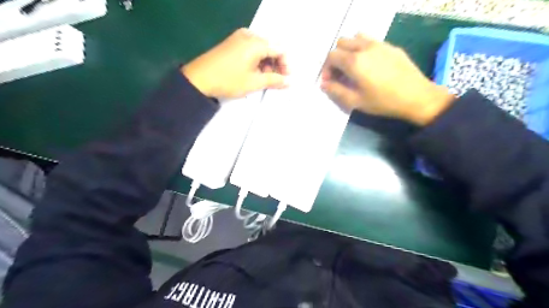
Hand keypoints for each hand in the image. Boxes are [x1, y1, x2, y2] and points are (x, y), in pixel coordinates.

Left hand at [182, 27, 288, 97]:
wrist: (199, 79)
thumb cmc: (229, 80)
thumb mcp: (254, 82)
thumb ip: (274, 80)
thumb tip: (289, 82)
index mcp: (256, 42)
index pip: (280, 49)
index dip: (286, 65)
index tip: (285, 79)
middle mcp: (249, 35)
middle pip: (271, 47)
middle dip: (276, 64)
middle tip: (275, 81)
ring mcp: (239, 37)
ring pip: (261, 49)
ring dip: (266, 63)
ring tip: (263, 79)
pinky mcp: (232, 42)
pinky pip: (251, 49)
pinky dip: (256, 60)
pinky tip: (253, 72)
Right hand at [321, 34, 452, 124]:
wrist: (416, 97)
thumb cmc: (383, 102)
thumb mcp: (356, 101)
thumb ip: (336, 91)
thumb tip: (323, 84)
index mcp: (354, 61)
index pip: (331, 56)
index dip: (326, 69)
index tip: (330, 81)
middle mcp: (365, 47)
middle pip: (341, 43)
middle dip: (336, 57)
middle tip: (339, 74)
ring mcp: (379, 44)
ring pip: (356, 37)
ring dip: (349, 49)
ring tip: (353, 66)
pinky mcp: (391, 46)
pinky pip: (371, 41)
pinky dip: (363, 48)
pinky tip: (370, 65)